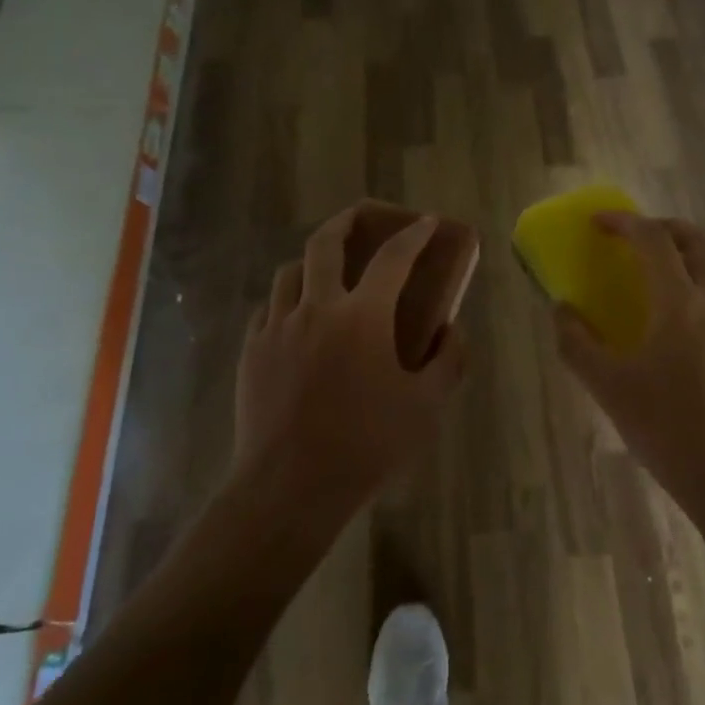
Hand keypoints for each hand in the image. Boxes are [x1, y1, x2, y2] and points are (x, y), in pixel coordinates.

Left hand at [233, 206, 468, 530]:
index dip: (413, 234)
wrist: (289, 487)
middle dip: (347, 221)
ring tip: (328, 271)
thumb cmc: (366, 445)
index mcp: (362, 316)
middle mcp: (316, 308)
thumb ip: (449, 361)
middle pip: (325, 243)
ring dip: (313, 261)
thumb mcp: (426, 407)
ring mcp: (277, 327)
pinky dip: (288, 300)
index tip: (425, 222)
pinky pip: (268, 308)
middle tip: (363, 217)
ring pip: (290, 271)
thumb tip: (453, 330)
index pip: (393, 257)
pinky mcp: (251, 351)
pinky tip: (298, 319)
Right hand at [555, 213, 704, 510]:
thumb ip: (577, 344)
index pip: (653, 240)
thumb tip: (562, 311)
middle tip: (639, 236)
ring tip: (667, 275)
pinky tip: (692, 327)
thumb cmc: (670, 430)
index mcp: (680, 302)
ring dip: (693, 256)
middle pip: (699, 240)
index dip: (624, 222)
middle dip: (666, 228)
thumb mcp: (609, 389)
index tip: (599, 223)